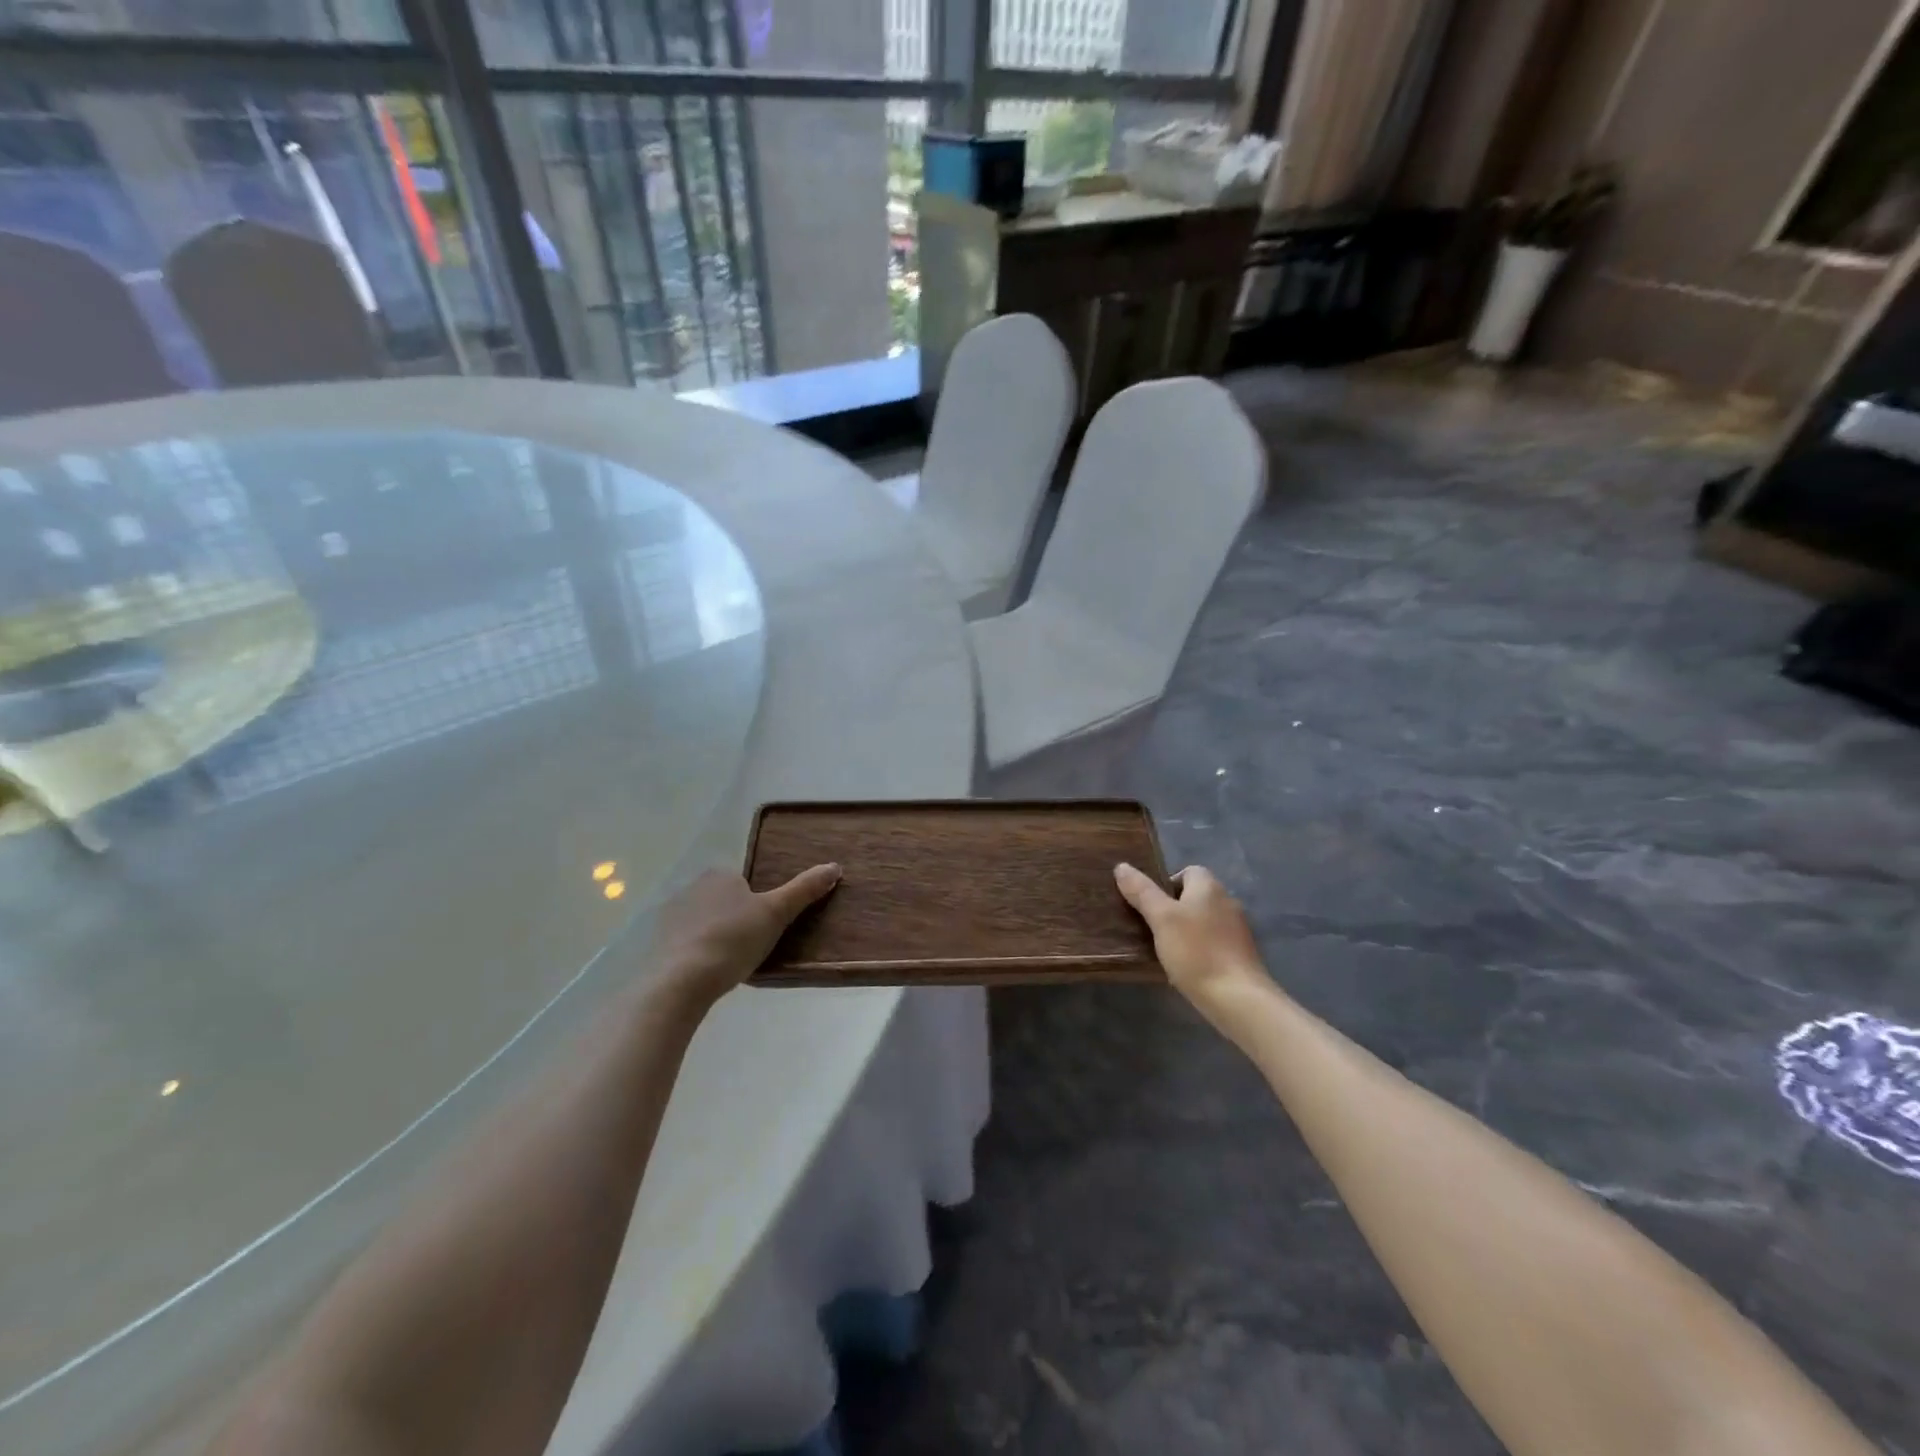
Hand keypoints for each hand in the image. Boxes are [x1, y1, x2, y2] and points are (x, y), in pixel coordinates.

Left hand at [653, 865, 839, 1007]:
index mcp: (720, 875)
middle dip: (737, 919)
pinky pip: (687, 942)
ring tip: (731, 963)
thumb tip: (834, 867)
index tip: (766, 927)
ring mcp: (671, 915)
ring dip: (716, 936)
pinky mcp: (659, 942)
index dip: (758, 904)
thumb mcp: (776, 913)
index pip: (745, 882)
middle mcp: (692, 887)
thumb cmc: (734, 939)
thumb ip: (804, 890)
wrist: (682, 981)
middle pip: (725, 901)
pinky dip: (698, 952)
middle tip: (752, 946)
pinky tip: (708, 972)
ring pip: (705, 921)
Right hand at [1114, 863, 1268, 1013]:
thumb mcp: (1161, 918)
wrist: (1238, 999)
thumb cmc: (1196, 952)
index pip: (1187, 871)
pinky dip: (1200, 949)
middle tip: (1153, 928)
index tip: (1150, 906)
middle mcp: (1227, 902)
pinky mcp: (1241, 955)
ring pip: (1204, 920)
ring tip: (1166, 950)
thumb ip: (1142, 891)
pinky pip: (1214, 942)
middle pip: (1195, 896)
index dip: (1166, 884)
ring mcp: (1238, 930)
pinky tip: (1187, 967)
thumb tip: (1121, 866)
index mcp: (1209, 887)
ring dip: (1186, 930)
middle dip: (1174, 909)